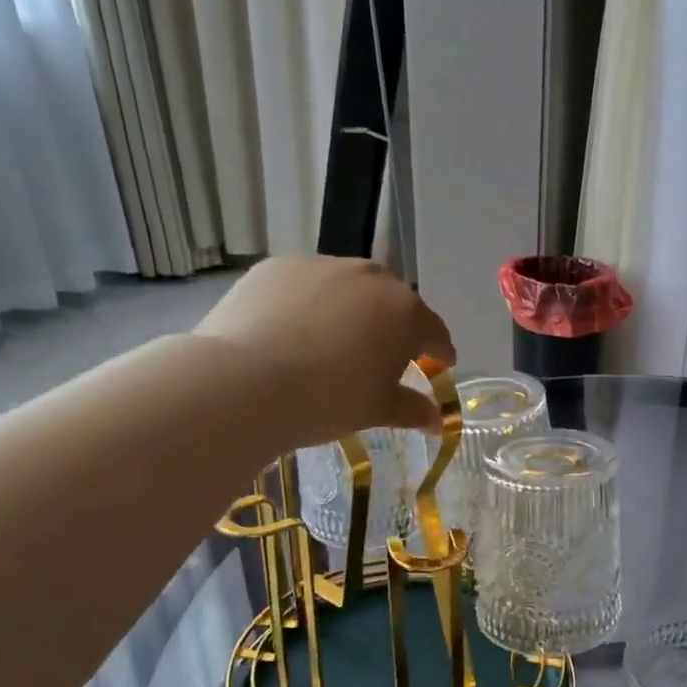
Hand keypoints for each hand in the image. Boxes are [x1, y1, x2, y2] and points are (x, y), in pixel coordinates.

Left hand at [193, 256, 455, 445]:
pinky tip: (295, 330)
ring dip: (353, 309)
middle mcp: (370, 278)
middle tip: (385, 353)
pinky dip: (311, 303)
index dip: (440, 351)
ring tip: (336, 339)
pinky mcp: (278, 267)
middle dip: (395, 324)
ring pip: (349, 287)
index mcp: (406, 313)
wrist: (245, 382)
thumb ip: (413, 409)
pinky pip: (308, 284)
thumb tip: (436, 420)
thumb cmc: (330, 399)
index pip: (435, 332)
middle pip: (393, 301)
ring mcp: (322, 266)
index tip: (441, 364)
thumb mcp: (378, 410)